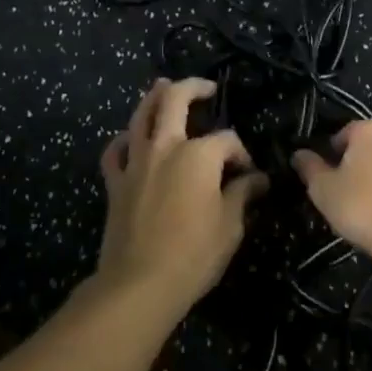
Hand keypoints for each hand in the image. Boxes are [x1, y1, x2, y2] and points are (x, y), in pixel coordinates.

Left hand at [96, 78, 267, 315]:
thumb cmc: (194, 254)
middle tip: (206, 87)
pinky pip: (114, 152)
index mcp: (199, 155)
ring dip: (153, 97)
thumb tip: (257, 180)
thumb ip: (242, 195)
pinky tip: (128, 139)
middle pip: (175, 101)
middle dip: (193, 88)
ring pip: (141, 116)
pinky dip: (122, 141)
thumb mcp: (230, 225)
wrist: (140, 284)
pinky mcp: (116, 183)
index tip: (250, 175)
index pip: (227, 140)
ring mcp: (136, 163)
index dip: (242, 153)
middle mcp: (166, 148)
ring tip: (163, 86)